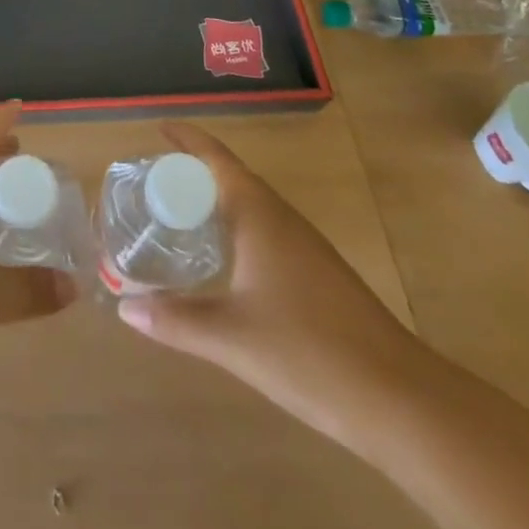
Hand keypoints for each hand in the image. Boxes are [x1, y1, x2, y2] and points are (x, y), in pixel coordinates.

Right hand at [117, 122, 430, 442]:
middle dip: (191, 173)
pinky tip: (221, 262)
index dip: (187, 138)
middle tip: (150, 183)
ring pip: (249, 207)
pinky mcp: (318, 274)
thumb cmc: (310, 353)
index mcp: (258, 214)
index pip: (216, 157)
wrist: (403, 401)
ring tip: (175, 217)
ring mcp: (304, 246)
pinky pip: (264, 232)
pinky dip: (233, 230)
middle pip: (230, 178)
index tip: (158, 127)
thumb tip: (125, 306)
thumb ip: (175, 320)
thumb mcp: (231, 338)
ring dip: (213, 202)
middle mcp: (281, 218)